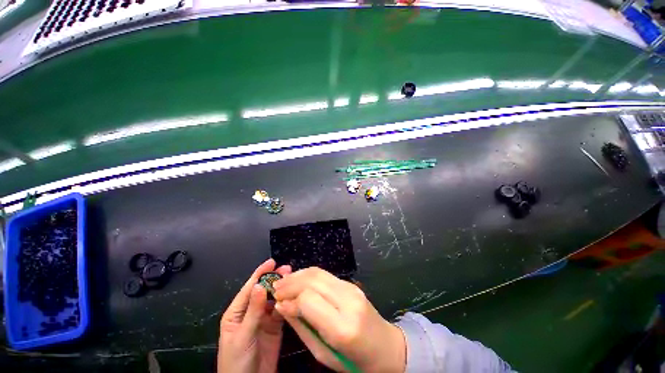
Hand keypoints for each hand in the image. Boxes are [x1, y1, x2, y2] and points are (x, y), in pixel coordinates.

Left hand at [217, 259, 291, 372]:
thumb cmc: (237, 361)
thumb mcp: (243, 335)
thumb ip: (253, 311)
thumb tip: (260, 285)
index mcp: (237, 312)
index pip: (249, 288)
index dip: (260, 274)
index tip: (271, 262)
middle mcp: (250, 312)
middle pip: (263, 291)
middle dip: (274, 279)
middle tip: (287, 269)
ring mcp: (263, 319)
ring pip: (274, 299)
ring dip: (282, 289)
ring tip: (293, 280)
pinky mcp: (274, 327)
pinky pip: (281, 311)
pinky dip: (287, 303)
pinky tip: (293, 297)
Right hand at [273, 268, 405, 372]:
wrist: (387, 348)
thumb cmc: (356, 362)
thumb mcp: (324, 355)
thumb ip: (302, 328)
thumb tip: (283, 307)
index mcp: (343, 327)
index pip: (309, 300)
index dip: (291, 299)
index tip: (278, 304)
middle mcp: (348, 301)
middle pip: (313, 281)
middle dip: (291, 282)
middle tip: (275, 287)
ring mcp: (352, 289)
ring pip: (319, 273)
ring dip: (298, 275)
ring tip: (284, 282)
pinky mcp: (352, 284)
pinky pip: (326, 275)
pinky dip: (309, 275)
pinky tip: (299, 280)